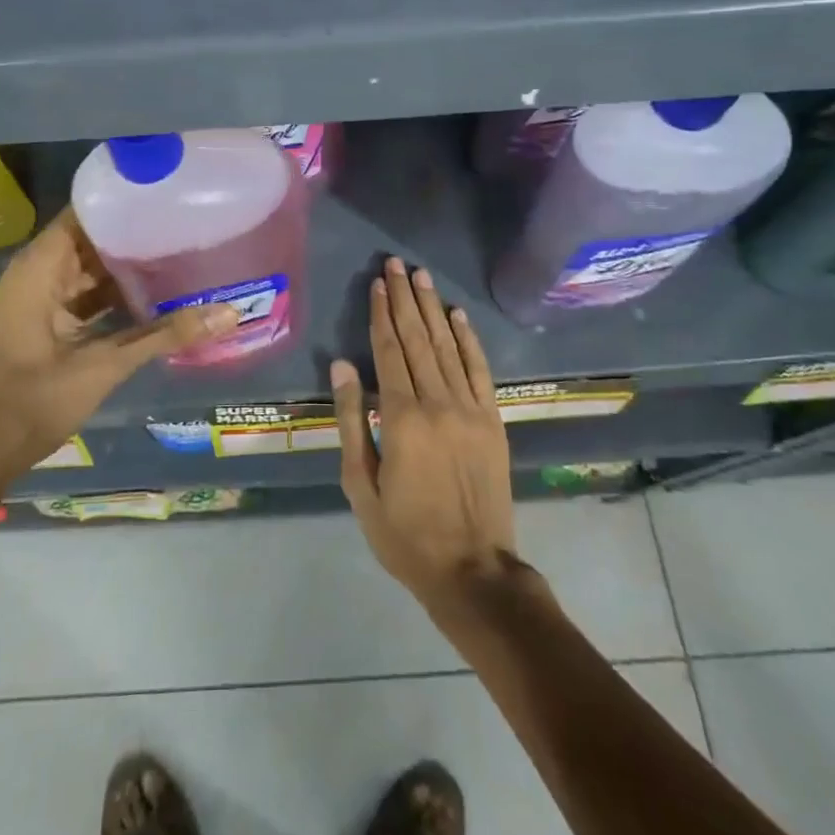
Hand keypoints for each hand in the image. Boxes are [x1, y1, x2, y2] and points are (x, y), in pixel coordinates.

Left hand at [0, 208, 236, 478]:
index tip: (170, 193)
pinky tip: (159, 294)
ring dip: (131, 265)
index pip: (88, 210)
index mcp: (43, 265)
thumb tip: (229, 313)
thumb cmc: (32, 399)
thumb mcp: (104, 365)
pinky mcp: (51, 322)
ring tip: (182, 250)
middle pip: (95, 237)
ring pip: (94, 268)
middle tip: (190, 222)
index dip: (126, 200)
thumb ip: (164, 335)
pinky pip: (90, 295)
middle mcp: (42, 272)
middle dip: (137, 232)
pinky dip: (119, 294)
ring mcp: (45, 298)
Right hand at [331, 257, 517, 610]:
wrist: (473, 570)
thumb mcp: (360, 484)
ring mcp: (471, 410)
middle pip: (417, 339)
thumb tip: (341, 365)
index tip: (375, 283)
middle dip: (404, 298)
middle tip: (395, 264)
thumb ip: (350, 420)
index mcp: (401, 418)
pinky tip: (458, 314)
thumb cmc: (405, 533)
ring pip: (448, 346)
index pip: (388, 351)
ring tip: (420, 276)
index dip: (380, 314)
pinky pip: (480, 370)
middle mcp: (438, 403)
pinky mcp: (493, 421)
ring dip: (432, 308)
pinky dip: (469, 339)